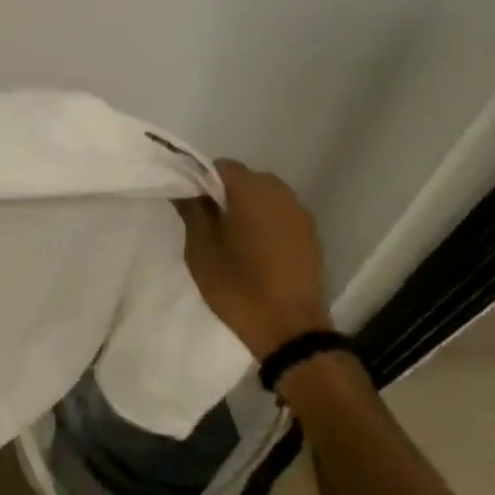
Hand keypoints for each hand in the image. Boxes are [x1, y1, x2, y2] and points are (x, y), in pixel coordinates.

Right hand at [176, 159, 331, 359]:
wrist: (289, 328)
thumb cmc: (237, 285)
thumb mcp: (201, 249)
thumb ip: (192, 212)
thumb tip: (184, 189)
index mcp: (251, 190)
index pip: (220, 166)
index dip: (200, 180)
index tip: (189, 204)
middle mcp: (280, 192)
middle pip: (245, 179)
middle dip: (224, 194)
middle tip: (206, 223)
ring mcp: (300, 213)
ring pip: (264, 198)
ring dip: (246, 209)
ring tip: (230, 239)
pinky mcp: (310, 235)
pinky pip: (280, 216)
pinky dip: (264, 224)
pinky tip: (254, 251)